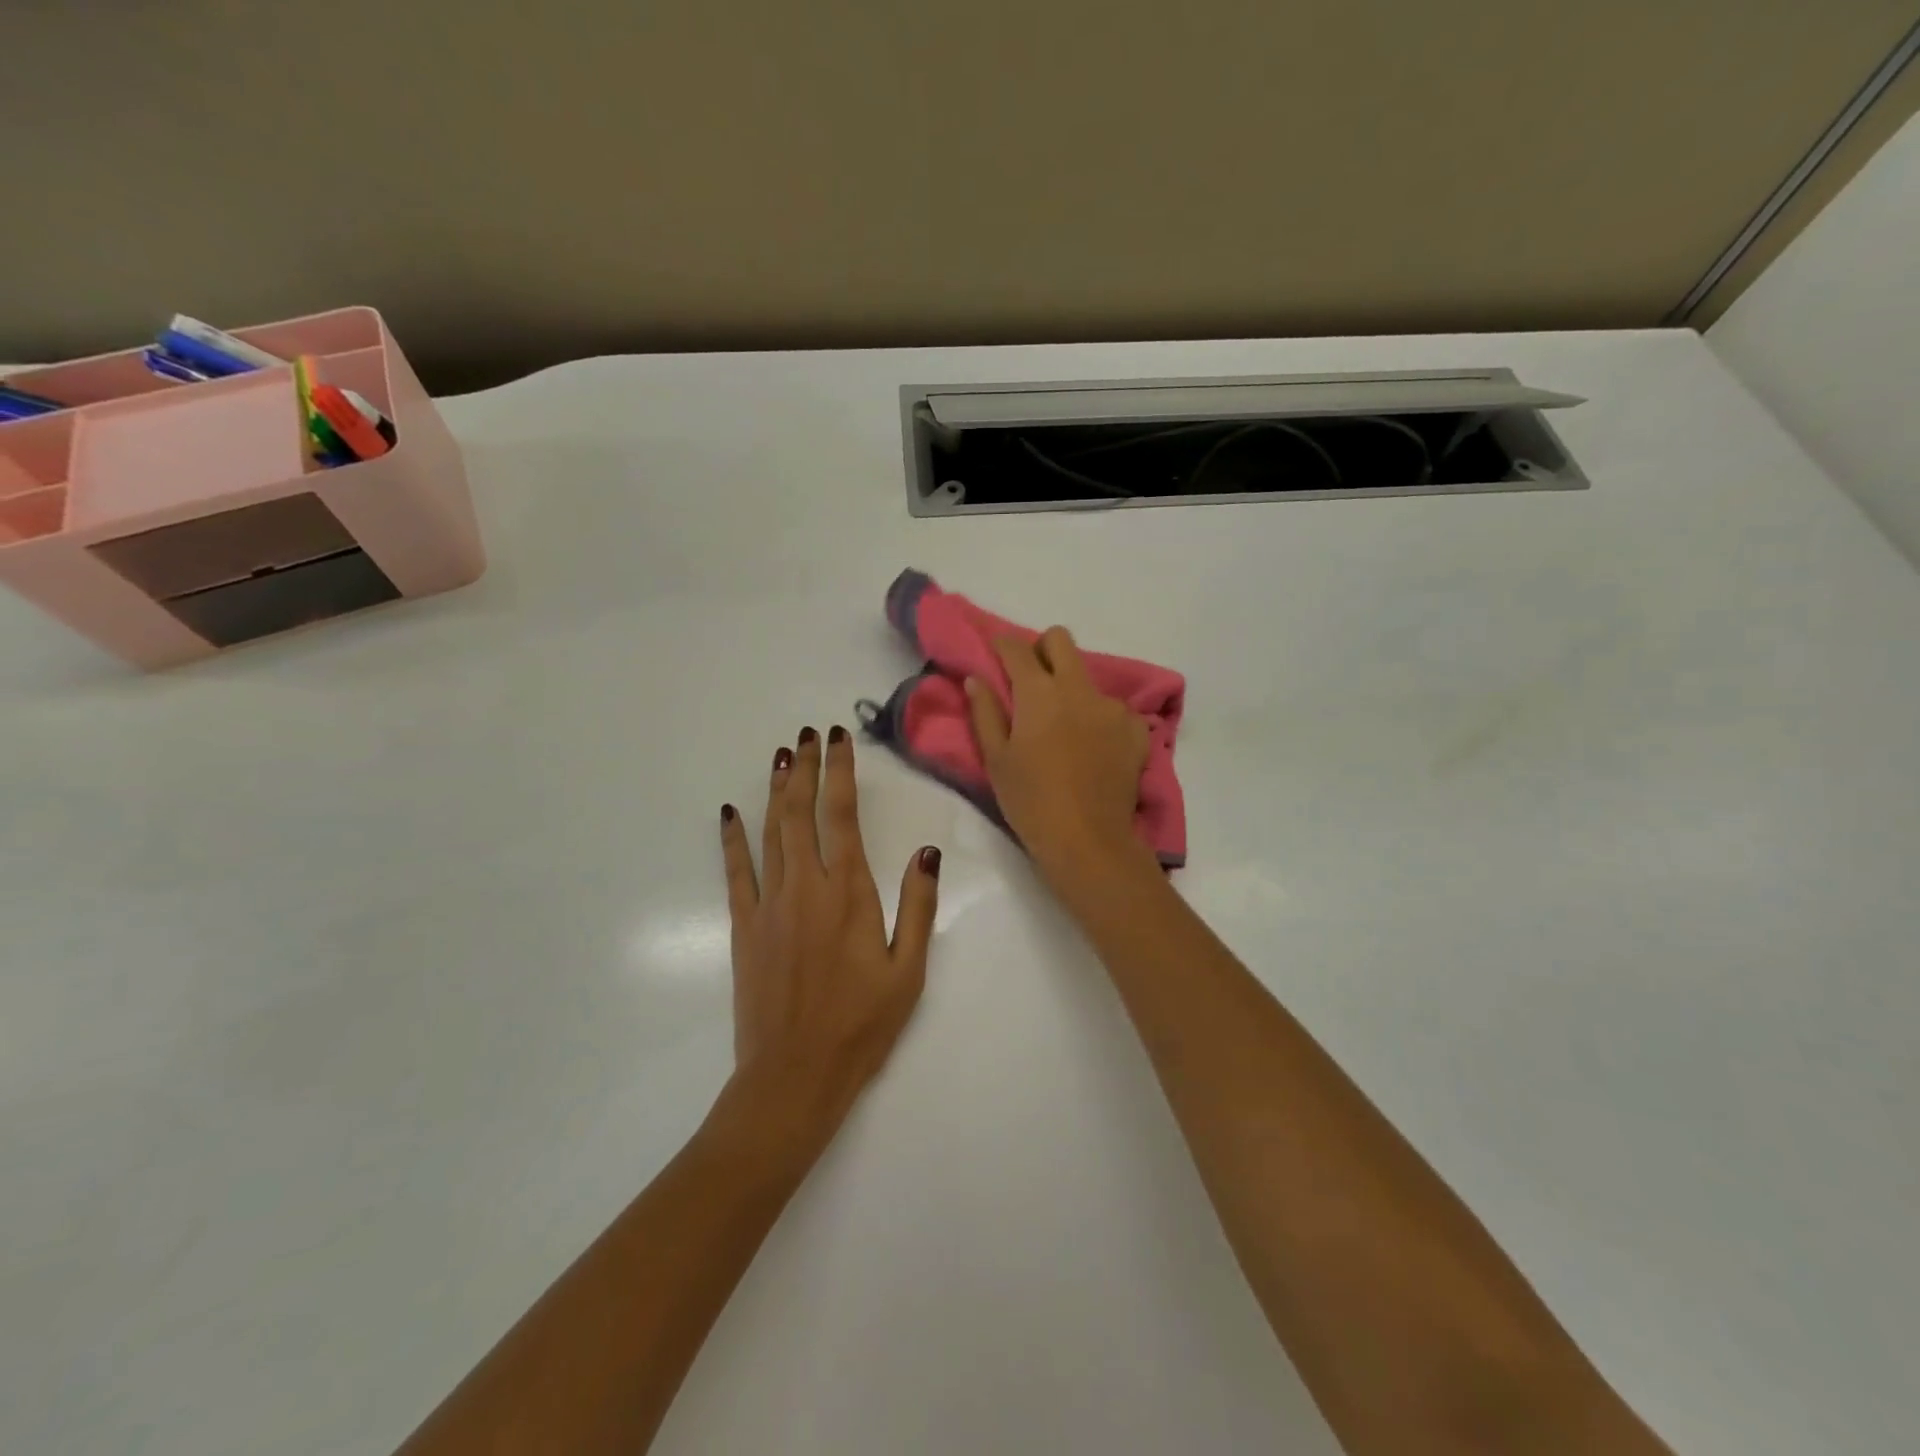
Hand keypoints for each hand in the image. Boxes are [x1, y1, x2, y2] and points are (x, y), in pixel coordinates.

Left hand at [719, 726, 940, 1135]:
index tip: (838, 737)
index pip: (842, 815)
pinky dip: (732, 838)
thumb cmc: (861, 1025)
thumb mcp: (909, 970)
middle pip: (801, 812)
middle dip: (806, 768)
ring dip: (776, 790)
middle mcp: (805, 886)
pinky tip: (730, 813)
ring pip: (770, 832)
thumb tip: (928, 851)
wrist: (794, 1076)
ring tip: (781, 756)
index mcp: (848, 892)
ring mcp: (769, 904)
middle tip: (807, 734)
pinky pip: (736, 871)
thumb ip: (918, 905)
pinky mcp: (744, 926)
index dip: (840, 771)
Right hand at [966, 627, 1151, 878]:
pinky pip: (1115, 710)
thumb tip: (976, 679)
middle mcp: (1079, 689)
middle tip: (1031, 679)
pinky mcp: (1137, 730)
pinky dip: (1100, 719)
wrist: (1088, 841)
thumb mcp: (996, 760)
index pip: (1018, 648)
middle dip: (1042, 648)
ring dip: (1072, 690)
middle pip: (1061, 640)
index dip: (1002, 646)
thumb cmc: (1030, 801)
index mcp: (1039, 693)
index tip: (995, 654)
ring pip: (1088, 678)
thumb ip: (985, 712)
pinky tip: (1094, 748)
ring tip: (1064, 728)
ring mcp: (1113, 708)